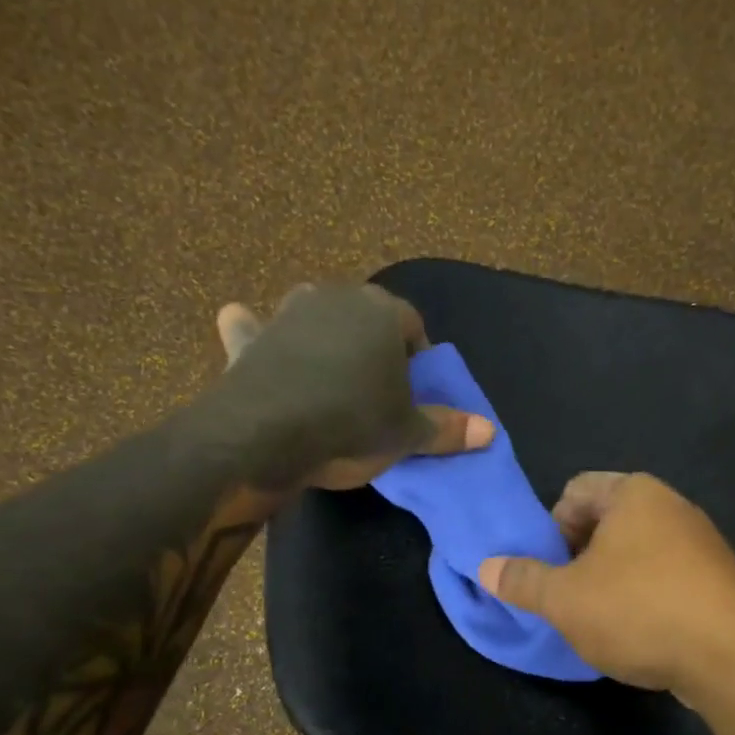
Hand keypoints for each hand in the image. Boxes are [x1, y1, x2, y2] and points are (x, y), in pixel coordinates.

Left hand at [216, 284, 493, 489]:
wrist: (266, 436)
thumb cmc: (352, 425)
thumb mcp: (407, 435)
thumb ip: (447, 428)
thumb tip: (490, 431)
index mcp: (383, 313)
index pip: (412, 325)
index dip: (417, 358)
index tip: (414, 391)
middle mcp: (336, 298)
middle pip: (365, 317)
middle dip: (373, 345)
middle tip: (376, 389)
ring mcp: (288, 313)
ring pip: (316, 315)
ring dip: (324, 335)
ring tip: (329, 374)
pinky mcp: (252, 339)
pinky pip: (254, 329)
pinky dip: (254, 332)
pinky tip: (244, 327)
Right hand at [477, 472, 734, 696]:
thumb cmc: (640, 610)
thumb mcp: (565, 599)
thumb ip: (523, 580)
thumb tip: (486, 566)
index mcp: (633, 493)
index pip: (575, 490)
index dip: (550, 527)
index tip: (547, 569)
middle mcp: (671, 506)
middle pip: (607, 521)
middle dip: (579, 557)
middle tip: (568, 598)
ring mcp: (702, 543)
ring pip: (637, 553)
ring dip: (611, 581)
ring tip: (601, 621)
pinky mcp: (720, 580)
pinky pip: (667, 578)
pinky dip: (646, 598)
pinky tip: (641, 634)